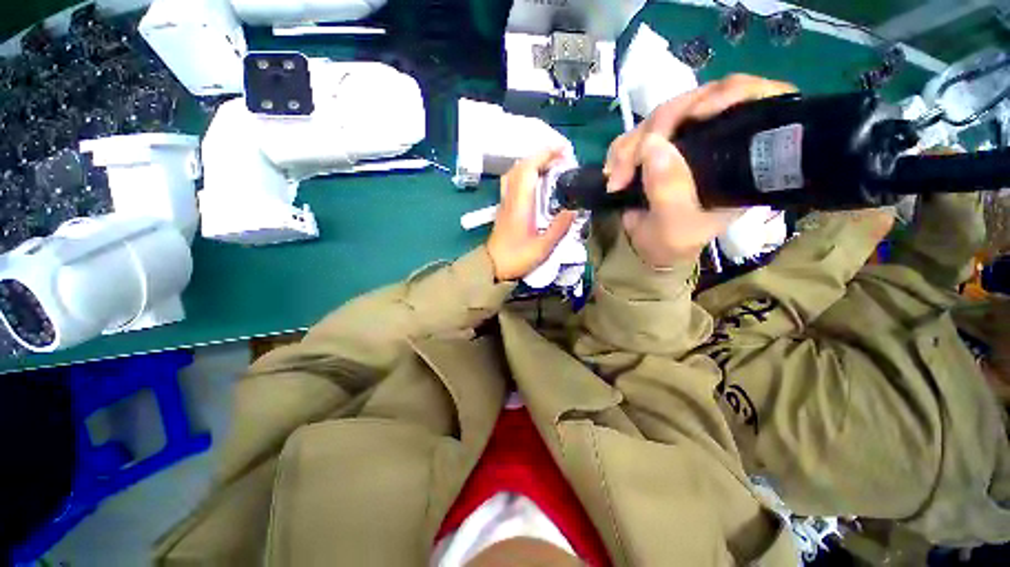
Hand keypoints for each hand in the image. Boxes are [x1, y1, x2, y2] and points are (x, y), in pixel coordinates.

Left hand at [487, 149, 576, 280]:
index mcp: (520, 205)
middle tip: (560, 157)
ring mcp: (504, 202)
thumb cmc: (517, 258)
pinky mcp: (503, 208)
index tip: (562, 151)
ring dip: (531, 163)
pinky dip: (524, 173)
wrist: (492, 267)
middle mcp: (510, 198)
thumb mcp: (543, 248)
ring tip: (549, 166)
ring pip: (514, 173)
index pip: (528, 170)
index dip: (544, 155)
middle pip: (520, 167)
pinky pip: (512, 182)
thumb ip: (559, 228)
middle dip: (540, 156)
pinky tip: (535, 181)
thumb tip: (574, 209)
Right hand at [605, 74, 796, 268]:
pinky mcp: (660, 144)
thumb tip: (652, 144)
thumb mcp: (675, 225)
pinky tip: (614, 164)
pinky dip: (624, 144)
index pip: (757, 101)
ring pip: (665, 114)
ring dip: (634, 140)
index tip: (697, 116)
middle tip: (629, 164)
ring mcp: (686, 139)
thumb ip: (668, 191)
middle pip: (699, 101)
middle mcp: (719, 139)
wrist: (653, 248)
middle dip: (659, 127)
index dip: (733, 93)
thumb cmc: (674, 241)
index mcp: (743, 158)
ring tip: (617, 172)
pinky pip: (641, 130)